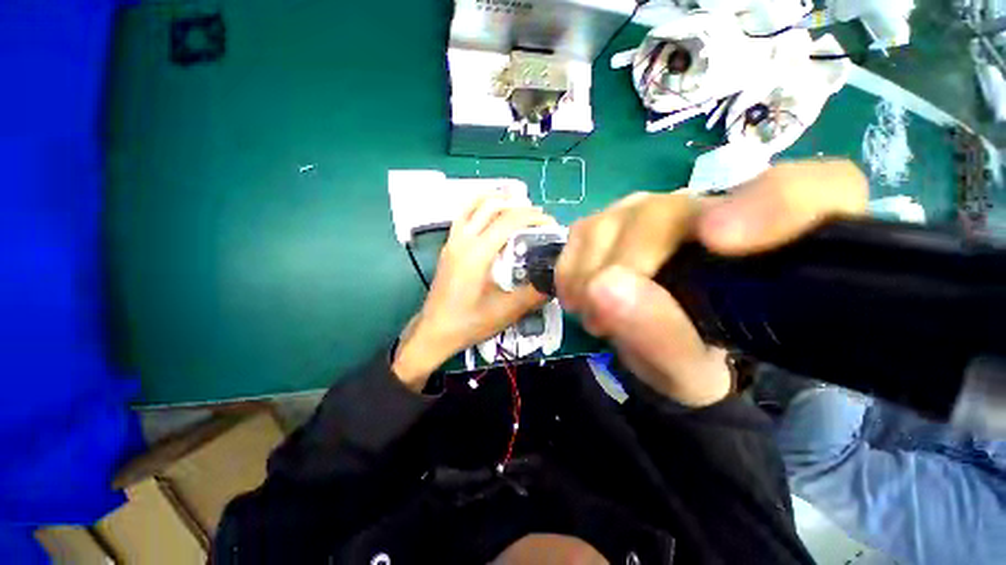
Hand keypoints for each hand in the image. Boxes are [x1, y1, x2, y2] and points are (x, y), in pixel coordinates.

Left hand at [393, 192, 555, 389]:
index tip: (551, 225)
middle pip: (492, 206)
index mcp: (477, 253)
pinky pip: (464, 214)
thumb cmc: (468, 323)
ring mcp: (452, 241)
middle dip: (519, 206)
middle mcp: (463, 240)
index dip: (533, 217)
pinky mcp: (448, 246)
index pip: (508, 220)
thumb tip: (555, 279)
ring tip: (519, 205)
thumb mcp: (506, 312)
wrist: (434, 331)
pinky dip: (480, 205)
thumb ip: (534, 294)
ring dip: (498, 199)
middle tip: (539, 218)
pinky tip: (490, 212)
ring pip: (474, 205)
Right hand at [555, 160, 867, 405]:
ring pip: (614, 220)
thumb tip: (607, 289)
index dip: (772, 205)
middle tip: (606, 321)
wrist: (656, 336)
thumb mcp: (689, 373)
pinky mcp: (611, 216)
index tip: (719, 241)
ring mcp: (655, 205)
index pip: (816, 190)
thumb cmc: (691, 357)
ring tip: (595, 315)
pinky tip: (580, 294)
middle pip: (666, 215)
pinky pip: (582, 231)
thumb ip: (663, 340)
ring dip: (591, 275)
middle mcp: (715, 208)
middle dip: (626, 270)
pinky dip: (572, 269)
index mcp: (774, 249)